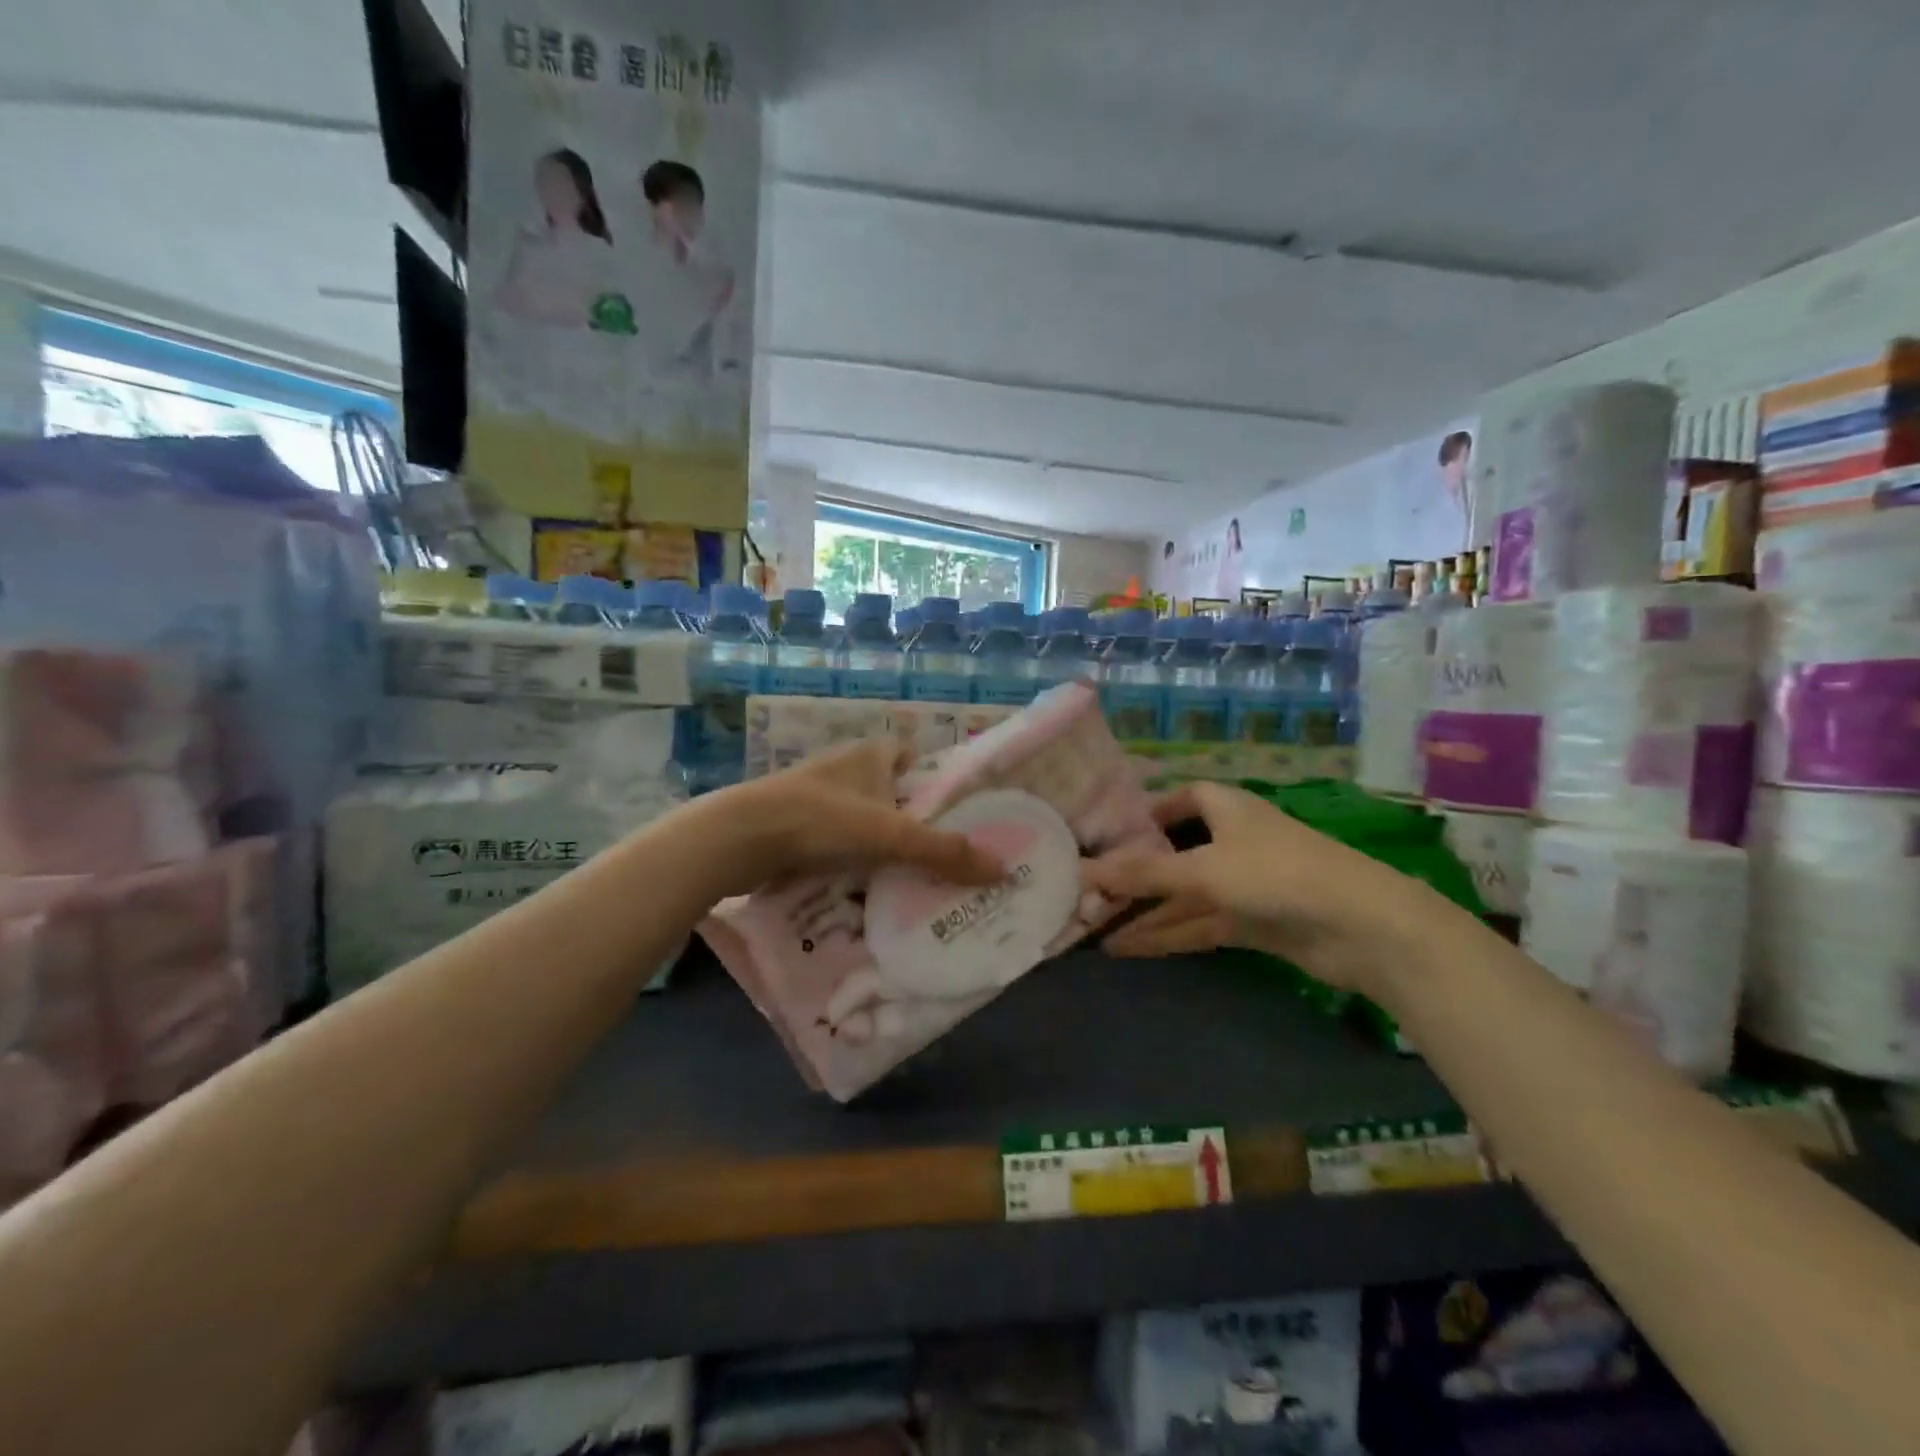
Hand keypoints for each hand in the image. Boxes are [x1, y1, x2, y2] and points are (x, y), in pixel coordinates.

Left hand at [699, 740, 1003, 897]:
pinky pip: (832, 841)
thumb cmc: (823, 820)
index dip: (928, 775)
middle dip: (907, 817)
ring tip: (906, 877)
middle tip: (937, 853)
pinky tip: (860, 887)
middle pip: (886, 790)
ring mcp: (813, 797)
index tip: (949, 809)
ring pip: (858, 818)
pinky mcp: (791, 825)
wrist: (741, 838)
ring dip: (876, 842)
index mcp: (869, 755)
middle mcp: (842, 768)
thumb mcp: (891, 835)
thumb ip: (945, 852)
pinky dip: (846, 859)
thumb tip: (1003, 869)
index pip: (907, 753)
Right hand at [1086, 781, 1435, 998]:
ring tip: (1093, 928)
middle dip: (1135, 872)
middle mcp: (1233, 840)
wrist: (1363, 928)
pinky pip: (1198, 924)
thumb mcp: (1203, 869)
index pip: (1181, 798)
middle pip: (1174, 852)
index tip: (1108, 831)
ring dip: (1144, 912)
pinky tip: (1128, 949)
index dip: (1147, 811)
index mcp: (1226, 808)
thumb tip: (1083, 870)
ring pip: (1183, 895)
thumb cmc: (1277, 874)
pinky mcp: (1252, 922)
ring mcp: (1244, 884)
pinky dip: (1167, 935)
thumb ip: (1143, 873)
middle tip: (1087, 890)